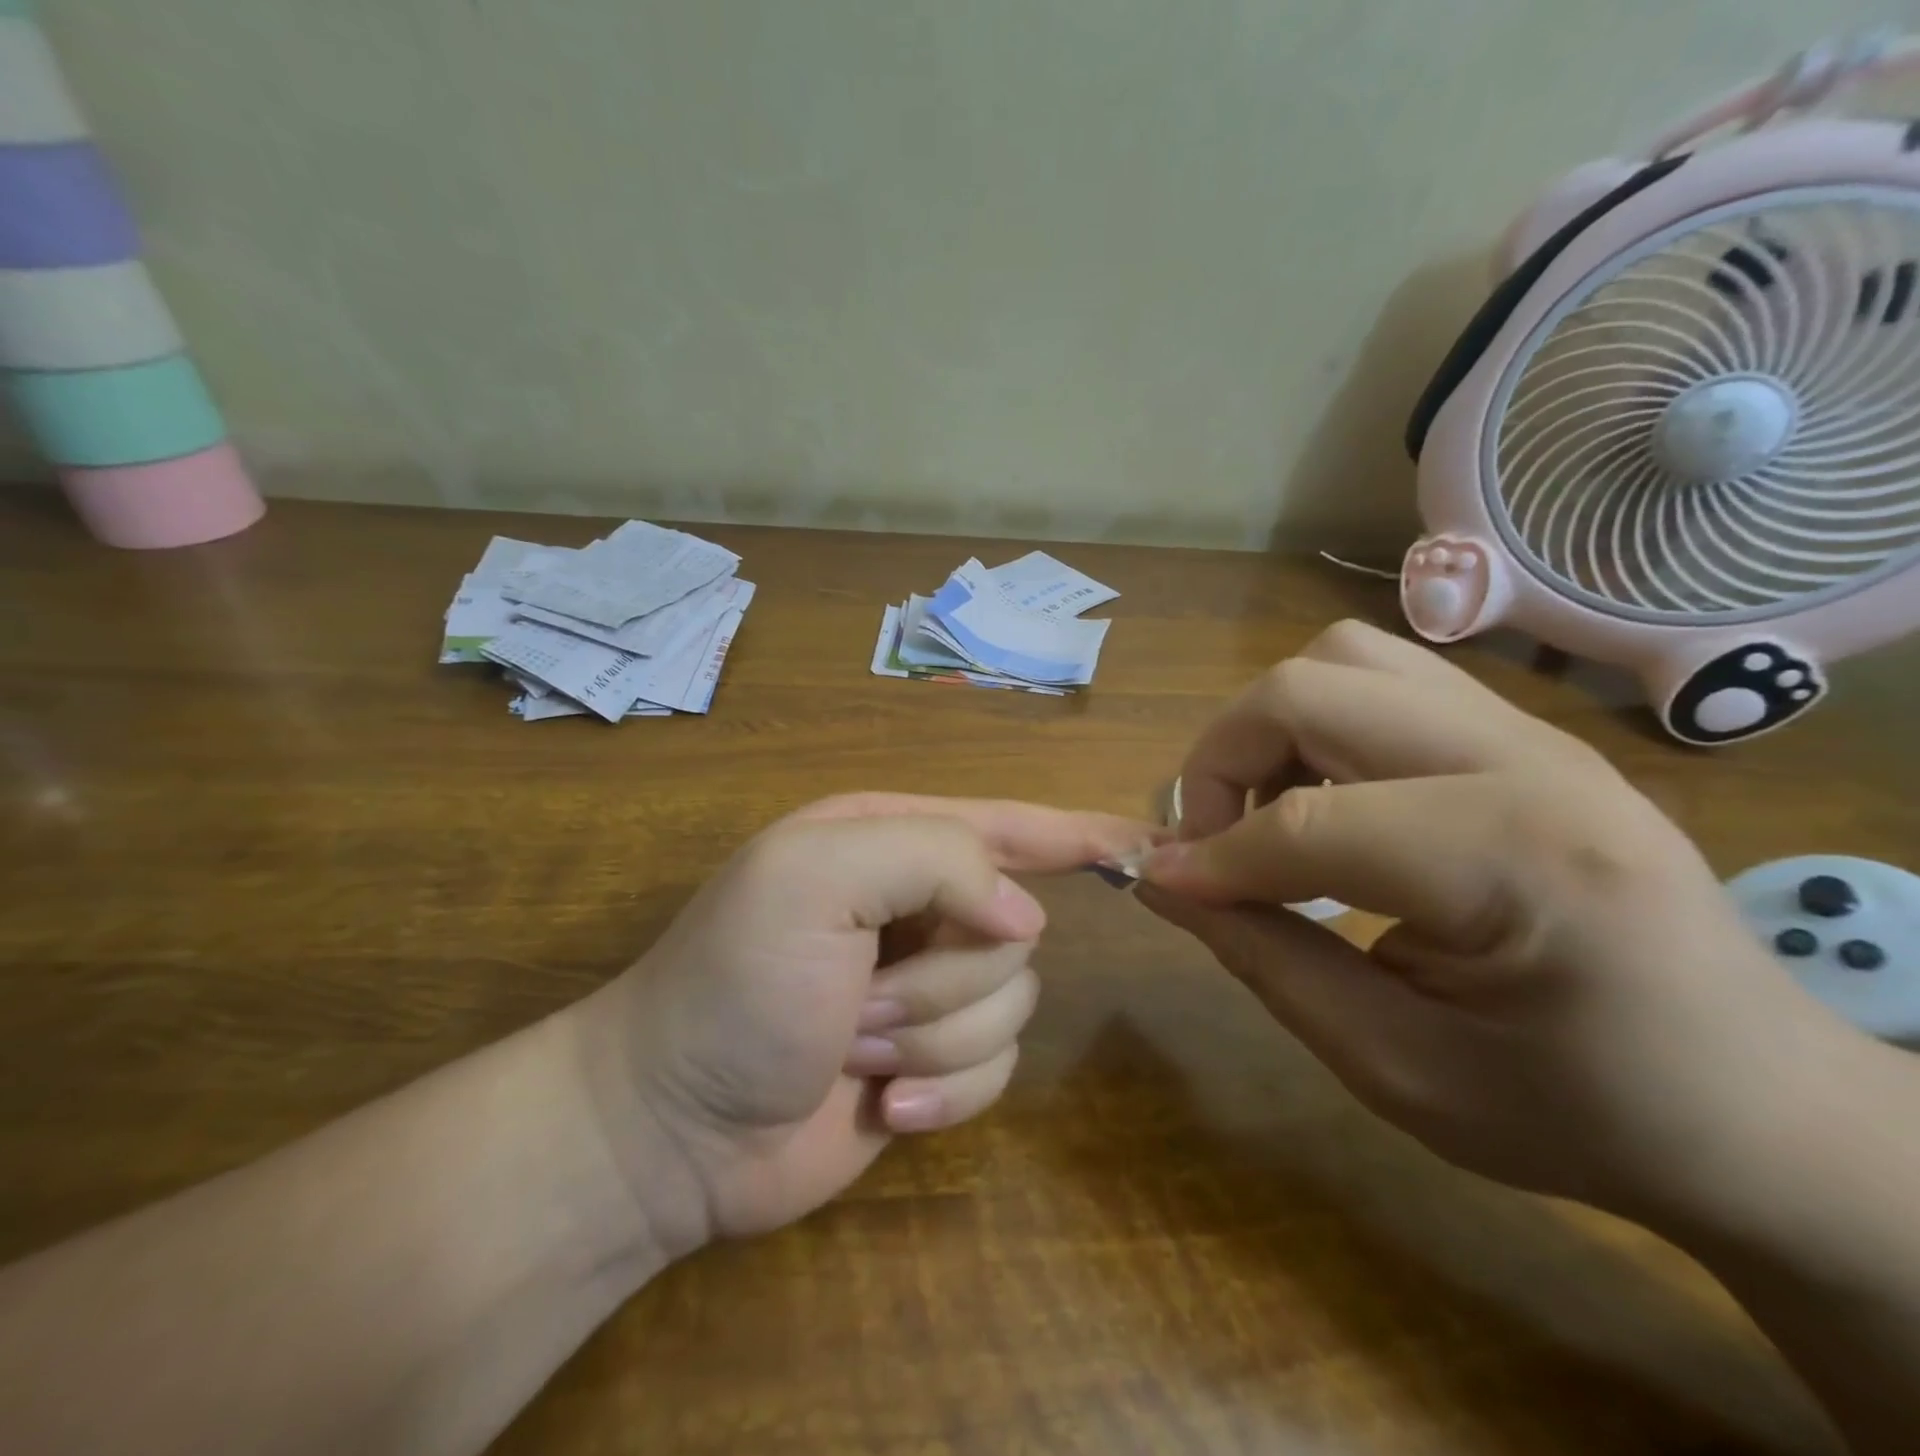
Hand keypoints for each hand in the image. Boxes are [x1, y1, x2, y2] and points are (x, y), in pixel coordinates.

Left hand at [574, 793, 1155, 1259]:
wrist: (671, 1128)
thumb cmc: (736, 984)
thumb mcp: (817, 878)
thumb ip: (935, 858)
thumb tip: (1025, 920)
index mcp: (889, 842)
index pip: (1006, 826)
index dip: (1075, 832)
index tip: (1142, 843)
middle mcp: (917, 906)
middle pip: (1014, 932)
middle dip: (945, 977)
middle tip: (861, 1001)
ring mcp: (928, 987)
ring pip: (1011, 1003)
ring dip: (934, 1035)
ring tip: (856, 1049)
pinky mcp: (935, 1061)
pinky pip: (997, 1070)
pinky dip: (946, 1091)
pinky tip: (885, 1105)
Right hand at [1138, 620, 1849, 1219]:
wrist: (1756, 1100)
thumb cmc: (1580, 1111)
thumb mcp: (1398, 1068)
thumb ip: (1265, 958)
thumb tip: (1161, 880)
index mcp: (1520, 860)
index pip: (1308, 822)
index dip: (1211, 856)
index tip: (1166, 889)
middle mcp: (1528, 759)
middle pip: (1309, 688)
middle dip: (1222, 759)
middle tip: (1213, 842)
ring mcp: (1531, 729)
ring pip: (1342, 659)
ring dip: (1272, 728)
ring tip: (1268, 812)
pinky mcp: (1520, 730)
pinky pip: (1381, 679)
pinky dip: (1318, 723)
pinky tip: (1326, 799)